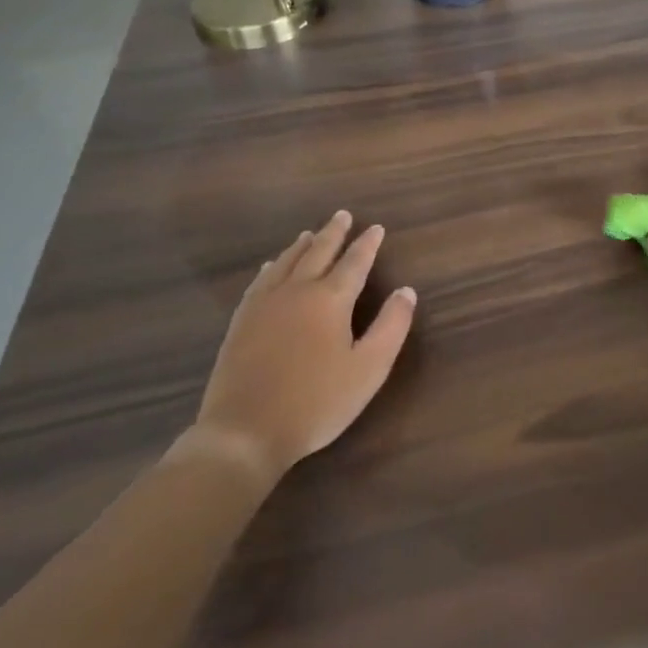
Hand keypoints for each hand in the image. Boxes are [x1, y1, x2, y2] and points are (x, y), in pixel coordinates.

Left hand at [193, 211, 415, 481]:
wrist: (244, 432)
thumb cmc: (316, 403)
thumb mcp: (368, 369)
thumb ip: (391, 327)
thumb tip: (406, 291)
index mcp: (330, 300)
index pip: (354, 262)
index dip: (367, 244)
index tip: (376, 227)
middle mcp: (297, 291)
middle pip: (318, 252)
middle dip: (334, 233)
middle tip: (343, 215)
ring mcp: (264, 304)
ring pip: (286, 262)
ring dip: (302, 245)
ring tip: (311, 233)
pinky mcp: (241, 322)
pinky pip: (260, 281)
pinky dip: (272, 266)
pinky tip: (270, 266)